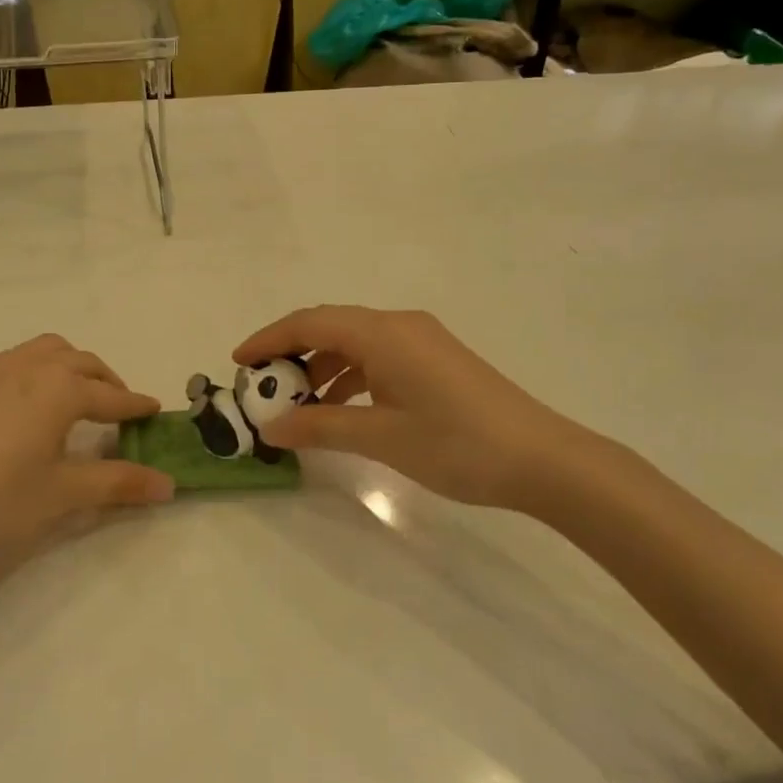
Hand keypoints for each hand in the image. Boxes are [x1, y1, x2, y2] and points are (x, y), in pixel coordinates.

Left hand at [0, 335, 171, 568]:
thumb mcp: (61, 494)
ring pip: (45, 351)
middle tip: (119, 410)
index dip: (137, 406)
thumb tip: (169, 484)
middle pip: (82, 362)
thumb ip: (118, 483)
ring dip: (71, 367)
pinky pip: (15, 362)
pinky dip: (37, 372)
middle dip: (107, 382)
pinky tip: (25, 409)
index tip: (156, 411)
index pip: (111, 397)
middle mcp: (29, 367)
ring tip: (75, 399)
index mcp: (59, 388)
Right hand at [235, 307, 632, 515]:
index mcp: (382, 332)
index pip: (310, 322)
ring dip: (322, 367)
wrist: (544, 460)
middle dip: (292, 353)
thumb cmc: (457, 444)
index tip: (238, 362)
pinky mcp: (436, 359)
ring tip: (298, 403)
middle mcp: (399, 325)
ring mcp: (422, 340)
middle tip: (262, 385)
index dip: (269, 339)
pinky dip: (351, 375)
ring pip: (354, 342)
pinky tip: (343, 407)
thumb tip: (272, 427)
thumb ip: (322, 426)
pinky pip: (378, 356)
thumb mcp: (381, 437)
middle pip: (330, 326)